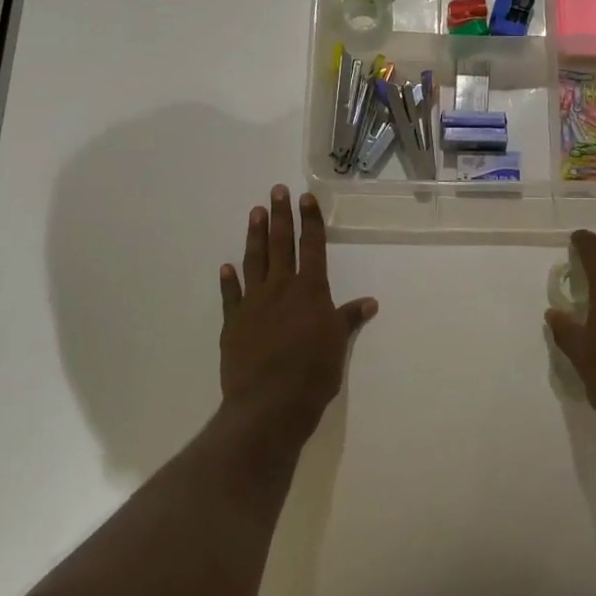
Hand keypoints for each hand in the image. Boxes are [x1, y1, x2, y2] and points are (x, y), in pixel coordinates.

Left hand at [219, 186, 376, 438]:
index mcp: (310, 291)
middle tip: (276, 192)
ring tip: (255, 213)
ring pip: (254, 262)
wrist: (269, 403)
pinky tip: (226, 266)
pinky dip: (229, 280)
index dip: (310, 221)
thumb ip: (348, 319)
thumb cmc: (313, 373)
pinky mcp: (233, 324)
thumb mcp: (338, 344)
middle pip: (281, 245)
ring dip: (255, 237)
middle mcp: (281, 289)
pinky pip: (230, 296)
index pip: (312, 247)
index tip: (306, 198)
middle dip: (280, 217)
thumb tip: (369, 302)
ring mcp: (254, 304)